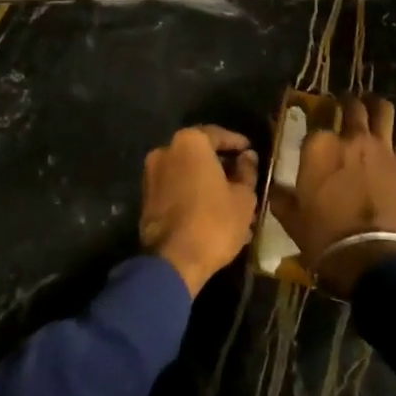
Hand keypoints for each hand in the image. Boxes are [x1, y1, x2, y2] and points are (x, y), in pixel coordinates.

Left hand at [140, 126, 259, 296]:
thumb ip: (247, 171)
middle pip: (200, 154)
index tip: (250, 151)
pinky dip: (192, 196)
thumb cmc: (214, 221)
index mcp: (189, 142)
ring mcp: (152, 175)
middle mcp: (166, 150)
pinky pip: (175, 190)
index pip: (218, 135)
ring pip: (187, 174)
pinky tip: (211, 214)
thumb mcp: (243, 197)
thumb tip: (247, 157)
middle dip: (221, 166)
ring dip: (207, 184)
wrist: (173, 261)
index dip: (237, 143)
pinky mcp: (146, 199)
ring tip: (230, 202)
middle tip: (242, 179)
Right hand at [269, 96, 395, 297]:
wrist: (372, 258)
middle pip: (352, 105)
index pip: (315, 118)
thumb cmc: (324, 237)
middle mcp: (350, 138)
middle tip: (345, 107)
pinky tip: (386, 157)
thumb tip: (276, 189)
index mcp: (319, 146)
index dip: (314, 118)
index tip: (313, 124)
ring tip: (371, 109)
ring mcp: (381, 149)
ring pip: (382, 111)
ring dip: (375, 107)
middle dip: (347, 103)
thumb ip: (282, 197)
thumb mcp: (291, 219)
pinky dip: (390, 148)